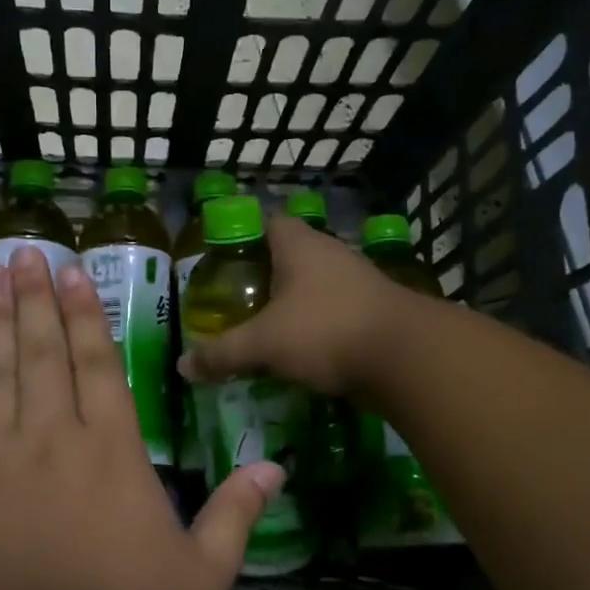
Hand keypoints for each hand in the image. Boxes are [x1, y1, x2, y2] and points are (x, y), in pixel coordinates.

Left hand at [0, 247, 284, 589]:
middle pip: (42, 354)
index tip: (72, 272)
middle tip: (20, 253)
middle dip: (34, 299)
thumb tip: (276, 468)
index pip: (99, 365)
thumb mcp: (201, 580)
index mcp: (112, 454)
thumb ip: (235, 516)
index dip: (86, 315)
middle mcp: (50, 440)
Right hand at [178, 214, 405, 396]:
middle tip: (237, 302)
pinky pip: (335, 314)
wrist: (406, 358)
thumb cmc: (326, 331)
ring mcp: (359, 283)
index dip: (244, 236)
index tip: (223, 261)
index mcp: (301, 246)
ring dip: (293, 305)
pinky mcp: (375, 313)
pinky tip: (301, 352)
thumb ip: (223, 353)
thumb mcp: (264, 344)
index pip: (269, 222)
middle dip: (265, 277)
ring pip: (315, 287)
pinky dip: (317, 328)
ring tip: (265, 330)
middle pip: (291, 256)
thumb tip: (183, 366)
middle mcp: (332, 255)